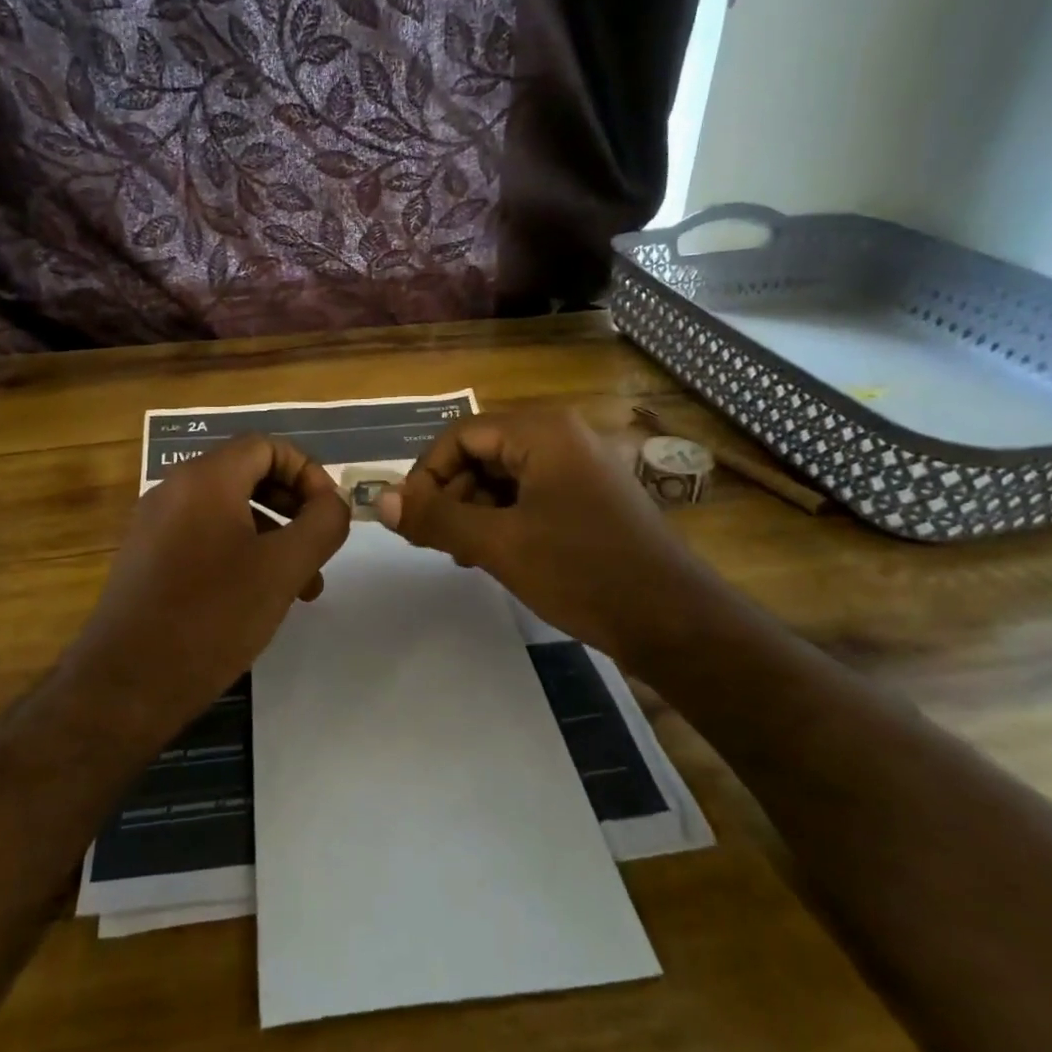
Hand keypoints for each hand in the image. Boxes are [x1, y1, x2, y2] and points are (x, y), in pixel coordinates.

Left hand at [61, 435, 350, 735]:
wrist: (125, 685)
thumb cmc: (212, 616)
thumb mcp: (283, 568)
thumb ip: (322, 524)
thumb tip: (335, 501)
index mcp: (205, 478)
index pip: (267, 446)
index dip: (307, 472)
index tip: (329, 513)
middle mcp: (174, 489)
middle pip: (248, 475)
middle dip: (293, 507)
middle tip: (319, 547)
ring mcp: (155, 524)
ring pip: (228, 511)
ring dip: (272, 536)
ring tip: (301, 586)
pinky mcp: (147, 558)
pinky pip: (204, 537)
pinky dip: (240, 553)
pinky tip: (258, 598)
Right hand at [380, 411, 699, 655]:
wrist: (673, 620)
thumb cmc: (583, 571)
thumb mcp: (499, 545)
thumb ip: (436, 519)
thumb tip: (378, 501)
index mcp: (542, 432)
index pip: (460, 435)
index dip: (427, 474)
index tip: (411, 520)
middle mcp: (561, 437)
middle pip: (481, 453)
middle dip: (452, 496)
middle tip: (437, 543)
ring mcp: (578, 468)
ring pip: (503, 478)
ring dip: (474, 512)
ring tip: (466, 555)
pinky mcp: (588, 498)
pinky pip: (529, 495)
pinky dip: (503, 520)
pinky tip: (496, 555)